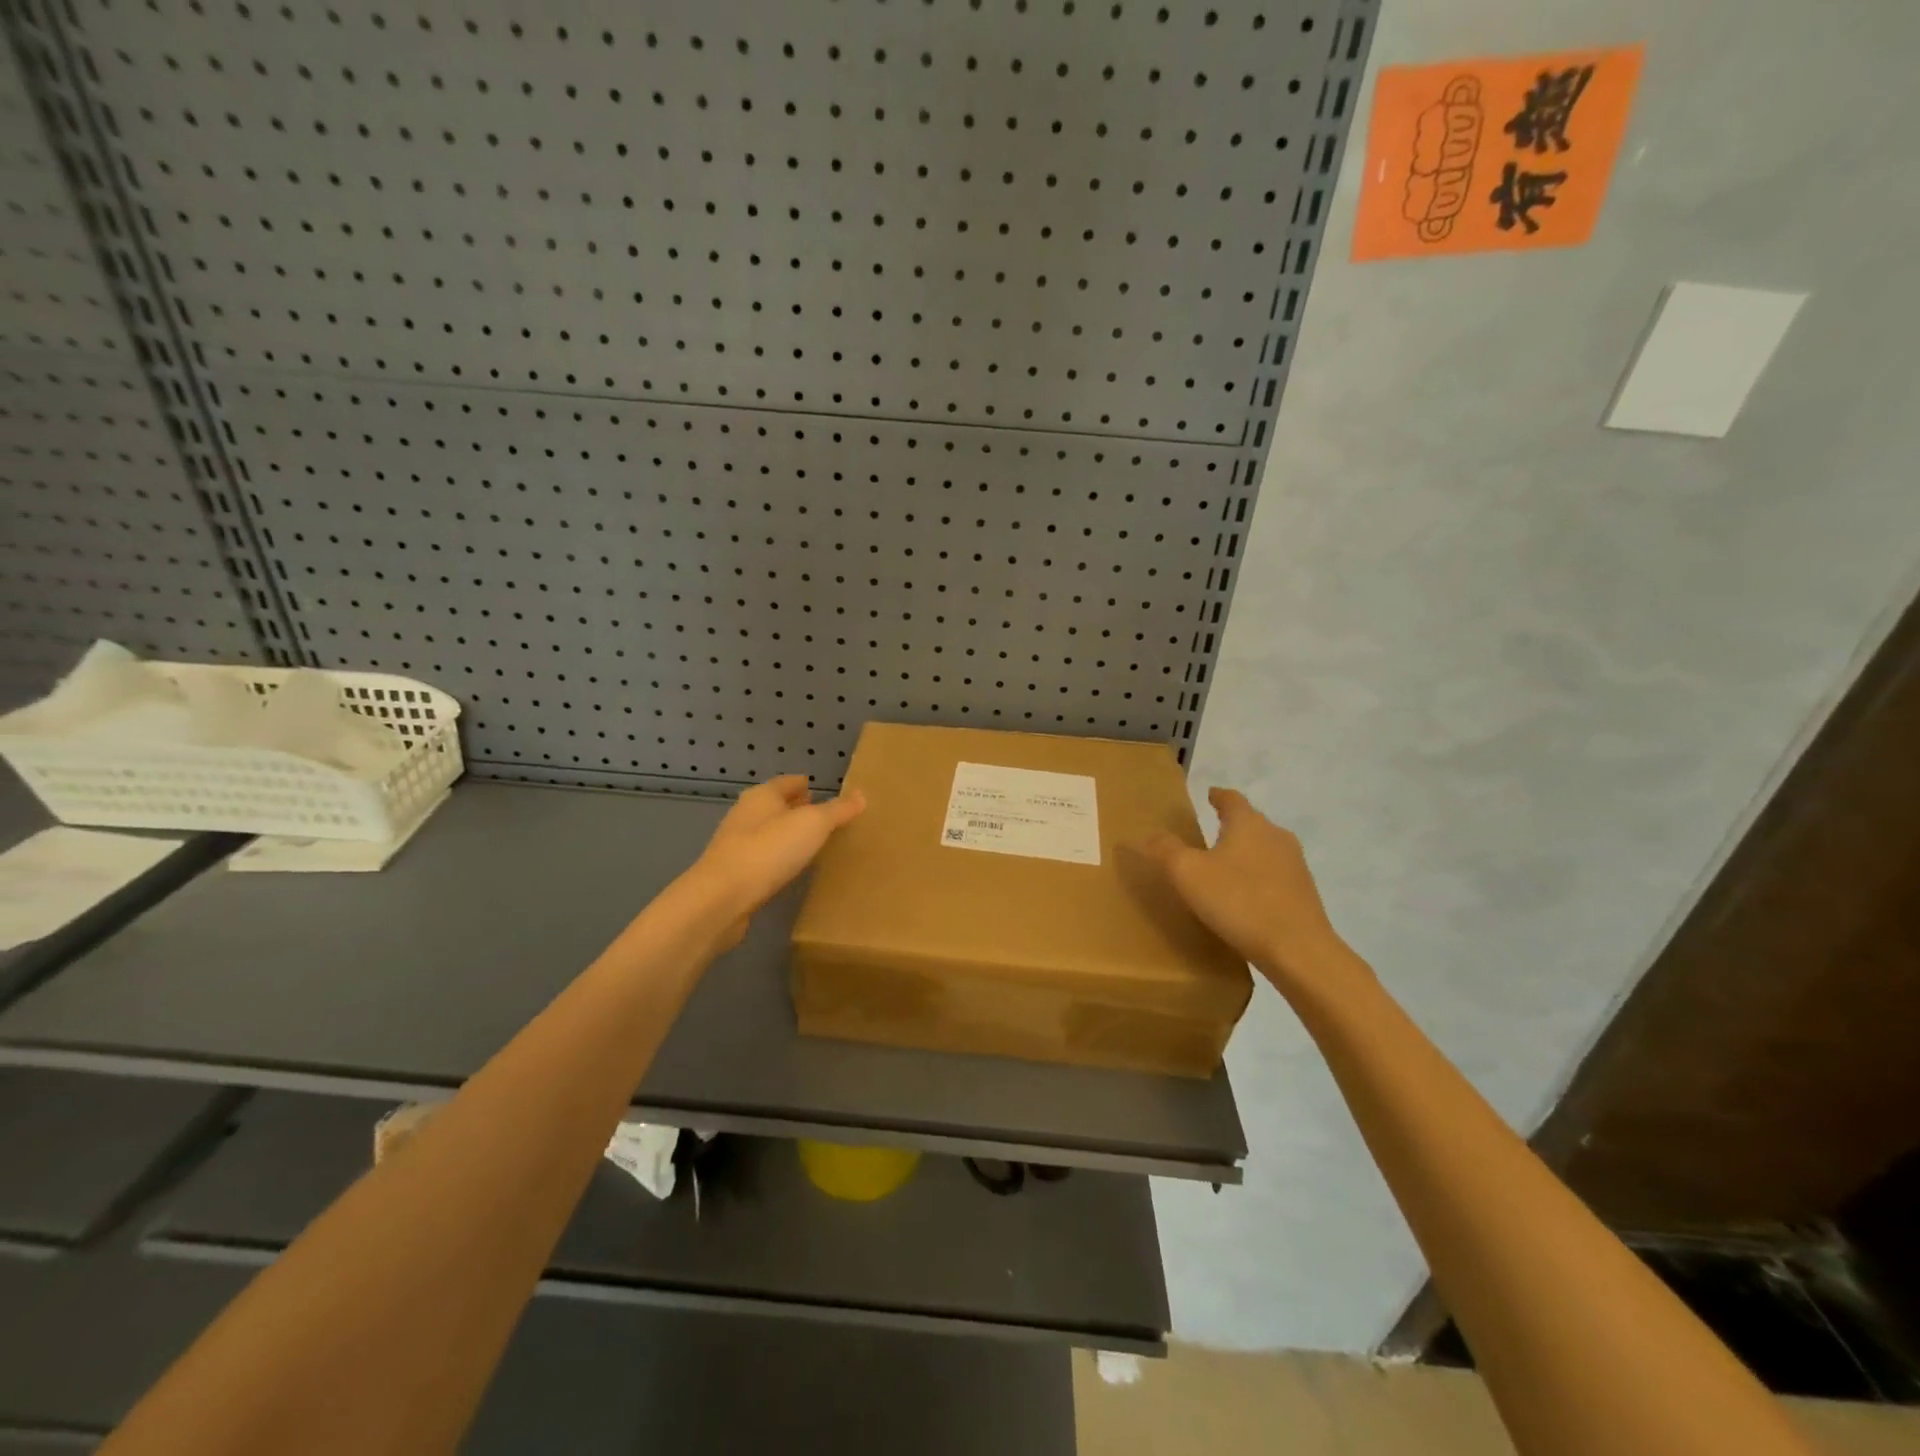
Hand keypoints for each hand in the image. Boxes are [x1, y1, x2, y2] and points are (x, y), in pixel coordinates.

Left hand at [678, 775, 865, 945]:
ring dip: (786, 835)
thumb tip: (861, 795)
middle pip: (774, 806)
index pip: (787, 782)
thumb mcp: (813, 825)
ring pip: (767, 833)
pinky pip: (762, 859)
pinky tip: (790, 870)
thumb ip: (837, 811)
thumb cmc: (769, 851)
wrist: (721, 899)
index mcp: (762, 796)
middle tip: (822, 816)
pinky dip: (777, 859)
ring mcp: (735, 845)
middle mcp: (745, 815)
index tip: (820, 788)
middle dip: (795, 809)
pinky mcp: (733, 875)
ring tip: (811, 843)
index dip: (803, 784)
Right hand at [1140, 787, 1358, 995]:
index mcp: (1248, 824)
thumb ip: (1165, 850)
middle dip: (1231, 825)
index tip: (1209, 795)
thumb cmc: (1238, 901)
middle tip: (1209, 833)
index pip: (1231, 799)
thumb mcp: (1187, 874)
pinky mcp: (1305, 894)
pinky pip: (1275, 876)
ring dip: (1246, 852)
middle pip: (1251, 822)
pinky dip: (1258, 878)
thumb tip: (1150, 835)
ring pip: (1265, 849)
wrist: (1297, 949)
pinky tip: (1246, 897)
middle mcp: (1276, 836)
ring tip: (1225, 866)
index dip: (1218, 796)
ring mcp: (1295, 865)